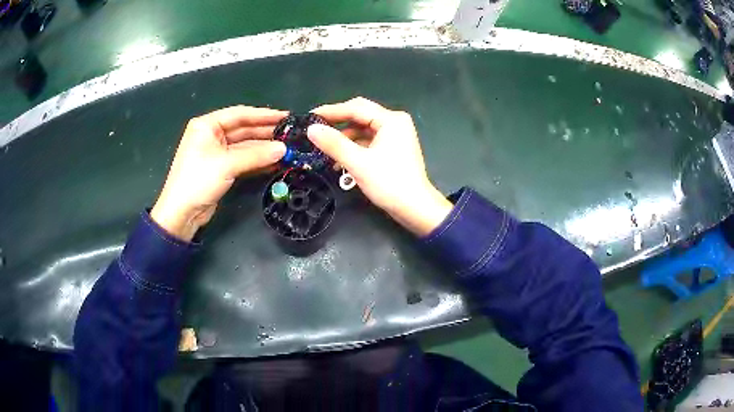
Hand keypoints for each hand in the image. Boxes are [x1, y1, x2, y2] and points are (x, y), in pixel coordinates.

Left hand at [151, 106, 286, 240]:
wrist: (181, 213)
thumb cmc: (198, 180)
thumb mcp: (227, 164)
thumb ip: (256, 155)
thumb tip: (284, 149)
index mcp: (207, 125)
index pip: (239, 114)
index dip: (263, 115)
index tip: (285, 116)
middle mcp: (212, 135)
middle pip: (243, 129)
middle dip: (265, 132)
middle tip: (290, 133)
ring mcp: (216, 152)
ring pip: (244, 145)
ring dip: (263, 148)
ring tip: (286, 148)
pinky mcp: (221, 168)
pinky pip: (242, 159)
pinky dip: (257, 160)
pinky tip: (274, 162)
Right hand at [308, 97, 451, 235]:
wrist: (415, 208)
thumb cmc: (389, 183)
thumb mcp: (358, 163)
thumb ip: (333, 144)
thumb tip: (311, 129)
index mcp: (391, 120)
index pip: (356, 108)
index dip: (331, 111)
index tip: (309, 116)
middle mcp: (395, 123)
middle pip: (360, 116)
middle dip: (337, 124)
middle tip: (314, 129)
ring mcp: (395, 136)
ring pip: (363, 130)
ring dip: (344, 139)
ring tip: (323, 149)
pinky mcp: (393, 149)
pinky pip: (368, 142)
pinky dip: (354, 148)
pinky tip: (338, 160)